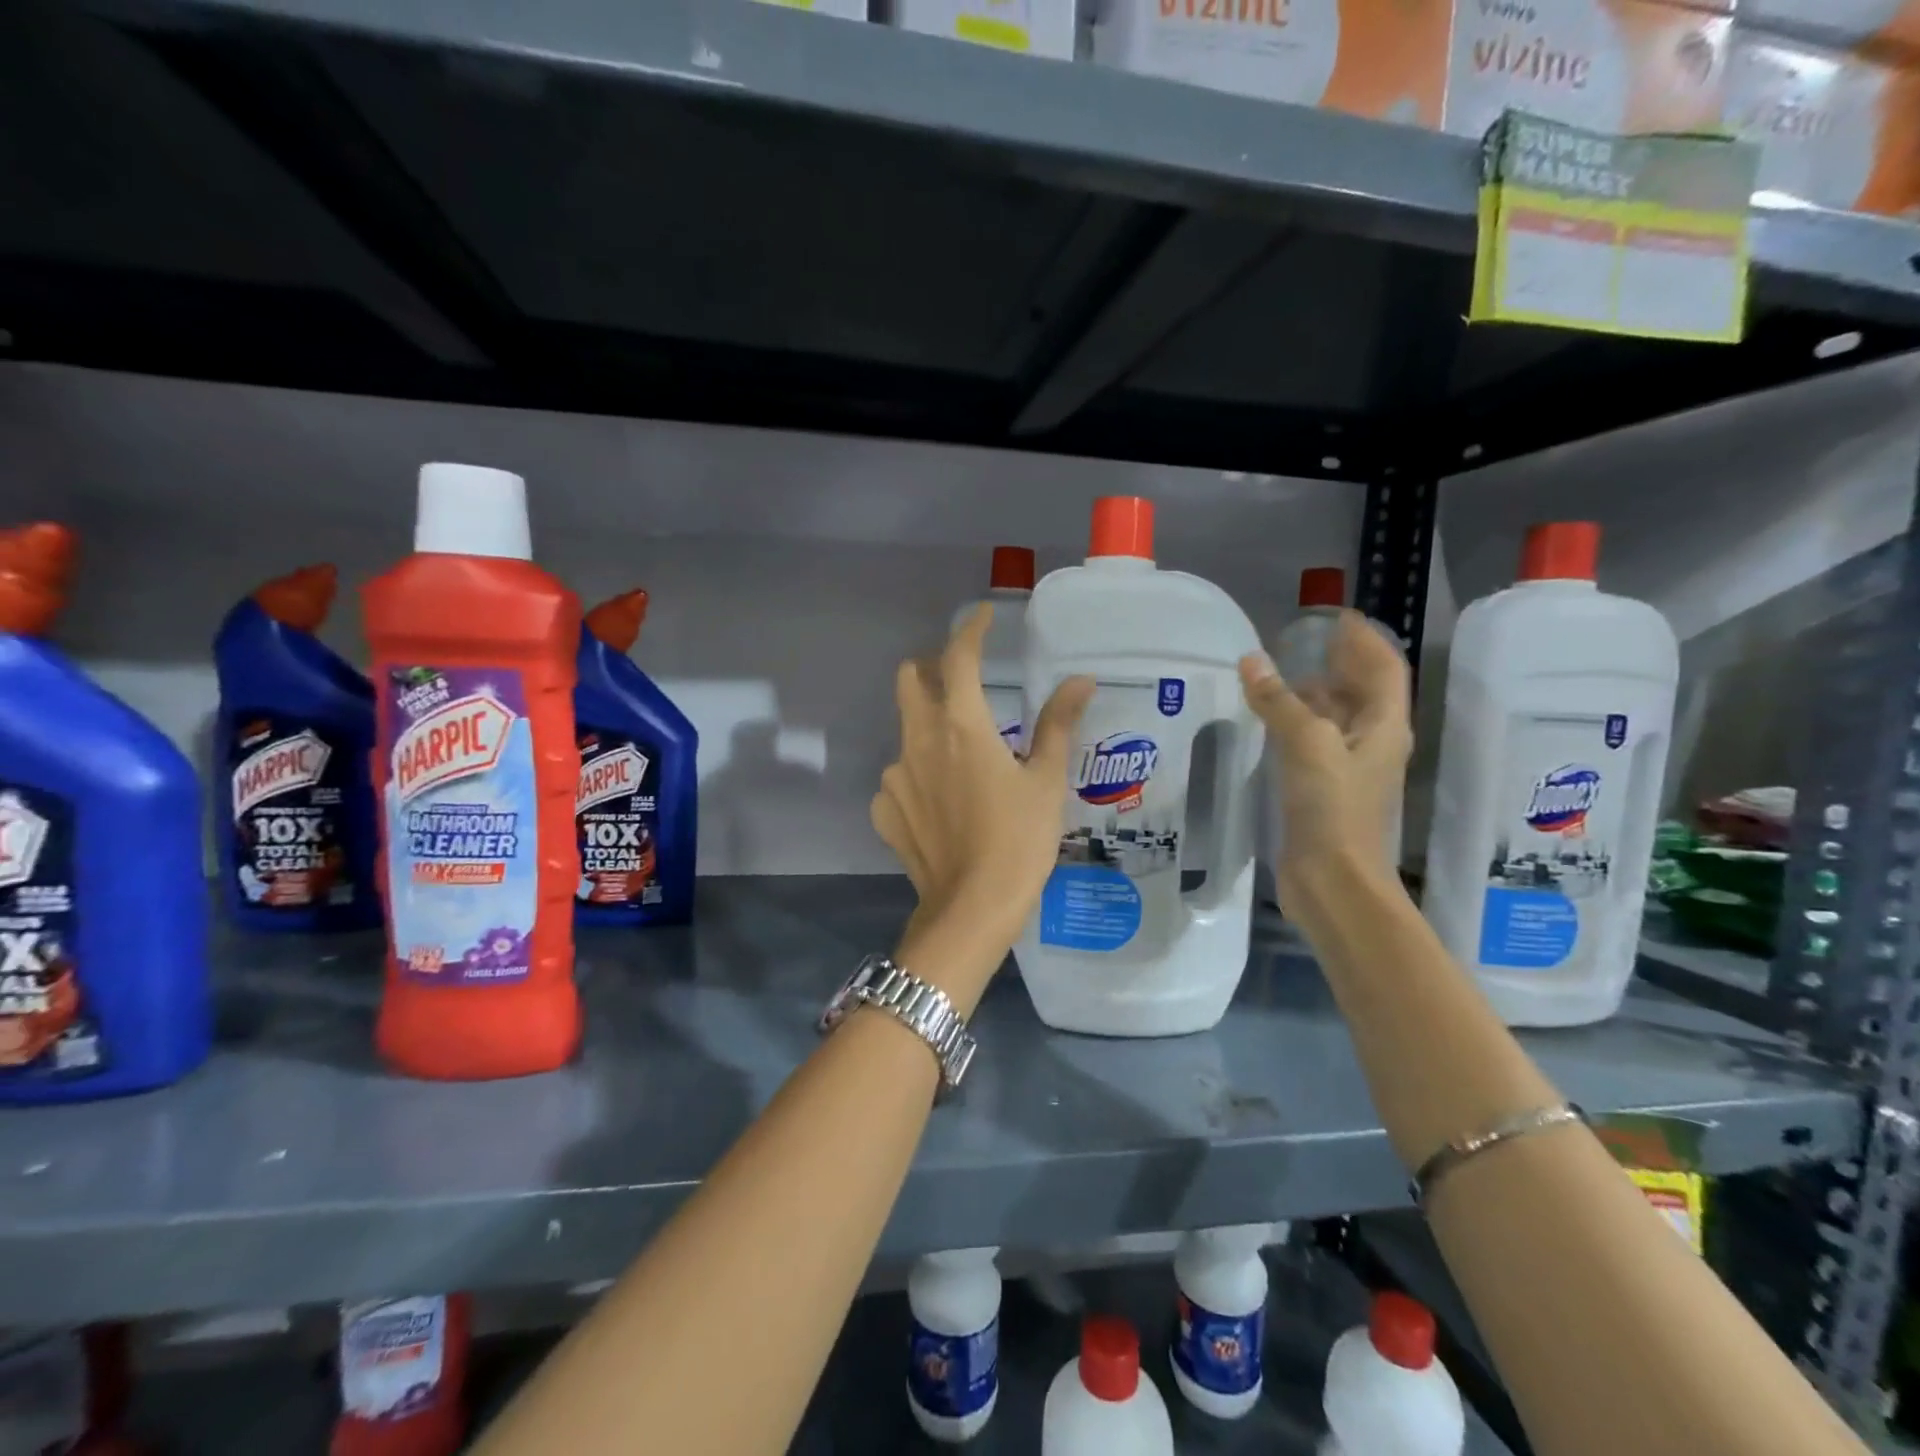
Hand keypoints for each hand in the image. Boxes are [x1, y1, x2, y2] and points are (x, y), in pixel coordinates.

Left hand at [872, 605, 1093, 974]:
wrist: (971, 908)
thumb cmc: (1019, 840)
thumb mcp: (1046, 780)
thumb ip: (1057, 724)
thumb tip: (1080, 682)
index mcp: (961, 725)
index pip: (958, 658)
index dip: (970, 630)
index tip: (983, 618)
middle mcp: (918, 740)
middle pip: (909, 680)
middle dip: (930, 668)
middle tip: (958, 678)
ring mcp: (894, 776)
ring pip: (905, 731)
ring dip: (928, 728)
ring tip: (961, 758)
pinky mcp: (884, 809)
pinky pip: (899, 779)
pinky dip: (919, 777)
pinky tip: (942, 805)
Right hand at [1239, 611, 1410, 917]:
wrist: (1333, 881)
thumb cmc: (1332, 808)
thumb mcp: (1306, 744)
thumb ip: (1279, 700)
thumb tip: (1252, 660)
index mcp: (1384, 727)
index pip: (1383, 668)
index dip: (1364, 640)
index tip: (1336, 618)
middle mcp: (1372, 743)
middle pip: (1361, 692)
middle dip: (1336, 664)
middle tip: (1299, 644)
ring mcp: (1348, 769)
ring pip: (1335, 719)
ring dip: (1312, 695)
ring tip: (1277, 678)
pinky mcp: (1323, 791)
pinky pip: (1312, 745)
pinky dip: (1295, 725)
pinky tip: (1267, 725)